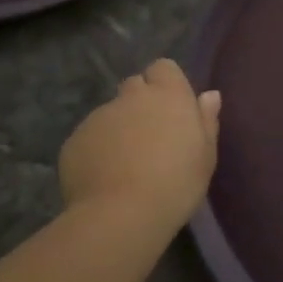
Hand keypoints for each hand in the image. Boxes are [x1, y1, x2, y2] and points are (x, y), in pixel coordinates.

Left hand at [57, 59, 220, 230]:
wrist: (121, 214)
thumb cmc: (176, 183)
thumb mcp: (206, 155)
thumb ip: (206, 120)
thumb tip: (209, 95)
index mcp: (168, 95)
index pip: (163, 67)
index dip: (166, 83)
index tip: (173, 107)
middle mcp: (131, 97)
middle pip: (135, 86)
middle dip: (141, 102)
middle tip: (151, 135)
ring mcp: (99, 117)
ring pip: (111, 113)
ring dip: (119, 128)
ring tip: (126, 163)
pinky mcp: (74, 140)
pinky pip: (89, 137)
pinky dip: (98, 149)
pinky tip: (105, 176)